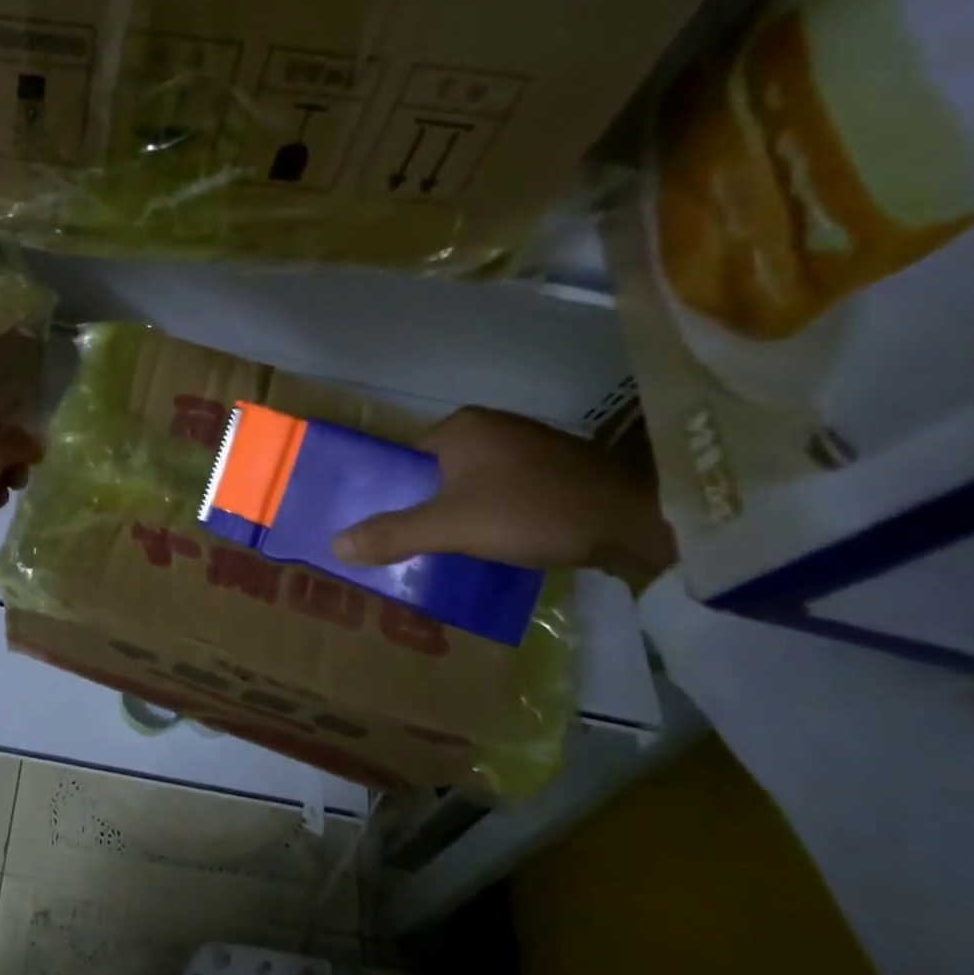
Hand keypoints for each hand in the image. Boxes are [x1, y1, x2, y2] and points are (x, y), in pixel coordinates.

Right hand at [331, 407, 677, 591]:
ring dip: (464, 511)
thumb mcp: (453, 527)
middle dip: (428, 506)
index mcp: (460, 426)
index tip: (389, 528)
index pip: (405, 459)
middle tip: (418, 545)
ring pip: (474, 481)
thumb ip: (393, 534)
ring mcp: (529, 444)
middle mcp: (491, 425)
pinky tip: (502, 540)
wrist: (640, 520)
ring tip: (456, 549)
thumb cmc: (533, 512)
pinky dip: (497, 512)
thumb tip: (334, 545)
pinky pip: (507, 488)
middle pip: (438, 471)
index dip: (393, 494)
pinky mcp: (559, 467)